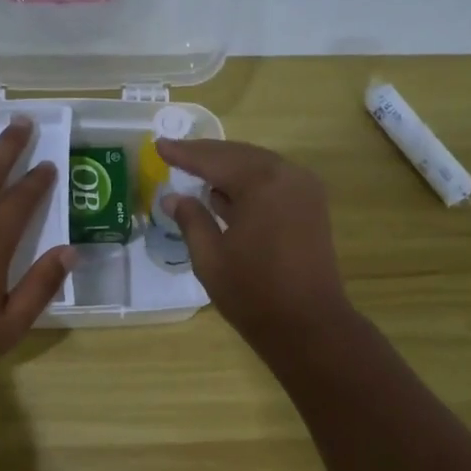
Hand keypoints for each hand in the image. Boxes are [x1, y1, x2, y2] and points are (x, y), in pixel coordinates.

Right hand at [155, 138, 351, 350]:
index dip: (184, 154)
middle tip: (175, 153)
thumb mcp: (210, 258)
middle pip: (239, 155)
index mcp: (261, 183)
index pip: (214, 160)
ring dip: (228, 167)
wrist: (308, 325)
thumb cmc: (253, 293)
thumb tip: (173, 198)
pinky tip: (226, 193)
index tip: (159, 145)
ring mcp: (305, 190)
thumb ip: (191, 220)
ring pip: (259, 166)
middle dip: (206, 156)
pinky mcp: (312, 208)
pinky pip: (274, 182)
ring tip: (196, 170)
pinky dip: (249, 182)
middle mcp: (287, 175)